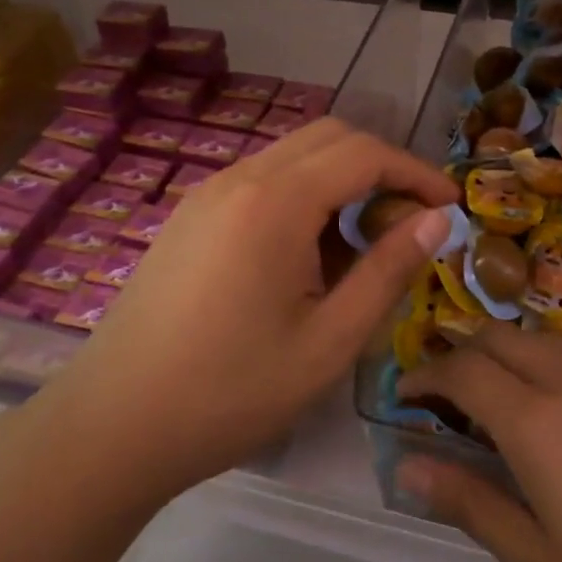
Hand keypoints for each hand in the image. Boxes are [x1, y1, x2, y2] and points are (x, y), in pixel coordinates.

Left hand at [60, 118, 457, 502]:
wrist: (112, 425)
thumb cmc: (230, 392)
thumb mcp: (329, 341)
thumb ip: (388, 271)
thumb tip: (436, 221)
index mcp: (275, 202)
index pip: (364, 154)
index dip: (416, 173)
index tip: (449, 208)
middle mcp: (239, 178)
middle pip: (329, 137)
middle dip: (381, 166)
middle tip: (410, 221)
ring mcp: (207, 193)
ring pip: (293, 156)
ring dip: (341, 180)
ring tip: (363, 244)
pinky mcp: (190, 216)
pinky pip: (262, 181)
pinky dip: (303, 195)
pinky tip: (307, 255)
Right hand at [396, 326, 561, 561]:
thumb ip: (473, 505)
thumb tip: (408, 468)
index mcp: (536, 421)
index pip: (462, 371)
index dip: (425, 376)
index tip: (404, 396)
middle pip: (498, 338)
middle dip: (461, 355)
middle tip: (447, 398)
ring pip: (543, 334)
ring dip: (508, 350)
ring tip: (504, 393)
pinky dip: (556, 351)